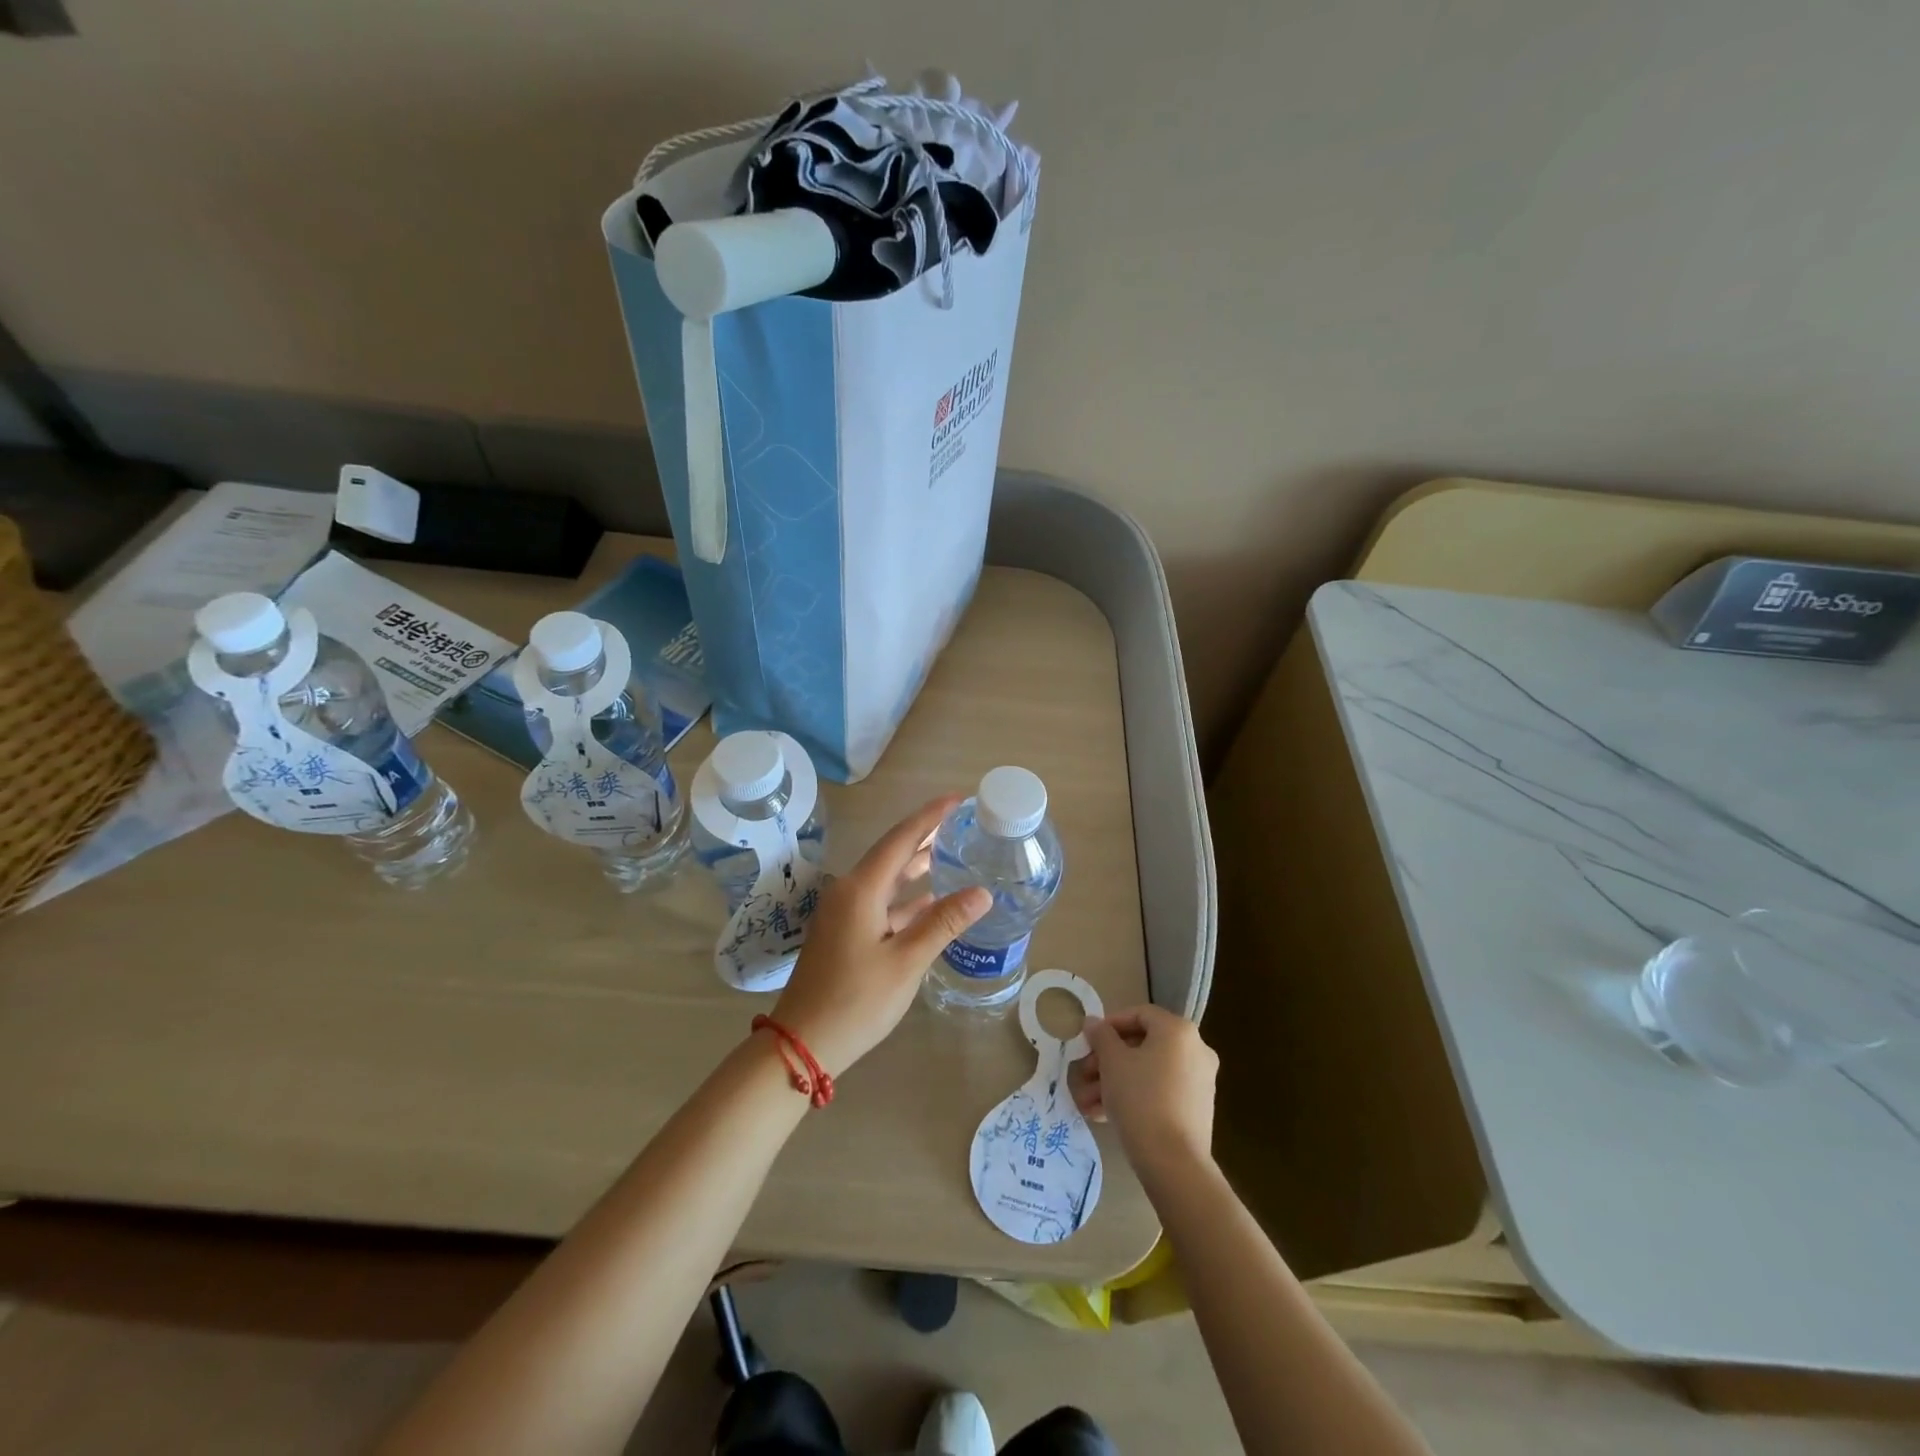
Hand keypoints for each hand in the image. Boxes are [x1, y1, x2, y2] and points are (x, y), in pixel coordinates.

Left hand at [769, 796, 990, 1077]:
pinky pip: (880, 902)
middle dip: (925, 836)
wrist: (801, 1043)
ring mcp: (844, 913)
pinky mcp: (844, 933)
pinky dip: (906, 898)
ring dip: (916, 866)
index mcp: (861, 889)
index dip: (930, 816)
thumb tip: (982, 892)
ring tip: (951, 853)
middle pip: (892, 853)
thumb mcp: (906, 962)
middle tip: (960, 823)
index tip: (957, 799)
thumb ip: (943, 923)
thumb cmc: (856, 1001)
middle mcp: (849, 892)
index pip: (901, 839)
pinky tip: (929, 901)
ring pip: (886, 879)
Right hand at [1072, 1005, 1218, 1179]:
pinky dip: (1134, 1096)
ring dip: (1114, 1082)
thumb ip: (1101, 1036)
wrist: (1174, 1163)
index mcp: (1178, 1031)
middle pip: (1143, 1045)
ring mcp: (1199, 1081)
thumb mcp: (1112, 1062)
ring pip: (1148, 1071)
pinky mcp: (1196, 1109)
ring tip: (1086, 1102)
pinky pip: (1160, 1091)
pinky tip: (1103, 1115)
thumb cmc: (1140, 1099)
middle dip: (1107, 1060)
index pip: (1139, 1014)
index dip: (1109, 1024)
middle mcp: (1195, 1050)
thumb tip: (1093, 1022)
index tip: (1088, 1042)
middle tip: (1083, 1074)